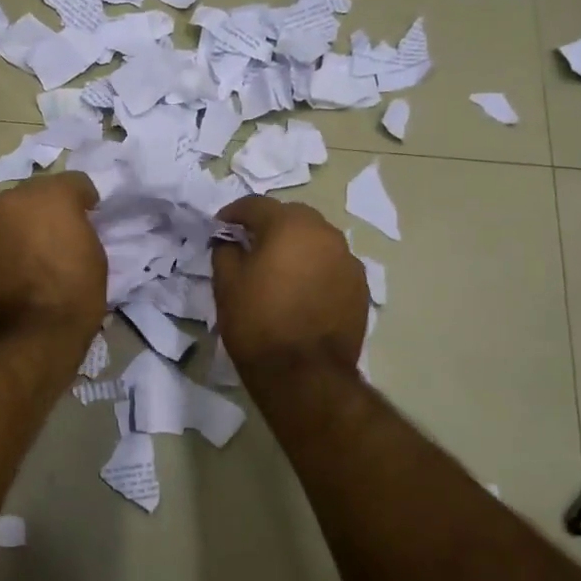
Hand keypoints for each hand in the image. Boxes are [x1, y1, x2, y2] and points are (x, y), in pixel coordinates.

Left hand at [0, 171, 106, 350]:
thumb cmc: (74, 294)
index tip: (92, 217)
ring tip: (37, 251)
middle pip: (38, 193)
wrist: (29, 337)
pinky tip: (18, 266)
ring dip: (26, 224)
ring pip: (13, 213)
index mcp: (51, 196)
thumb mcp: (95, 256)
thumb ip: (81, 229)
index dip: (86, 200)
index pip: (75, 182)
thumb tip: (70, 228)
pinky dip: (8, 243)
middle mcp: (14, 199)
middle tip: (63, 232)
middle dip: (51, 207)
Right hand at [212, 196, 367, 380]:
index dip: (234, 213)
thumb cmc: (258, 323)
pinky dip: (315, 268)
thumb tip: (230, 242)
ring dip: (296, 246)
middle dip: (270, 225)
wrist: (305, 374)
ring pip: (316, 240)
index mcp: (289, 225)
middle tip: (251, 244)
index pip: (256, 205)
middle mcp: (324, 233)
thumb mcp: (226, 284)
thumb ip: (225, 252)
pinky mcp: (360, 287)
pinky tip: (302, 290)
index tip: (220, 226)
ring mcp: (347, 260)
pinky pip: (332, 265)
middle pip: (292, 216)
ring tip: (279, 267)